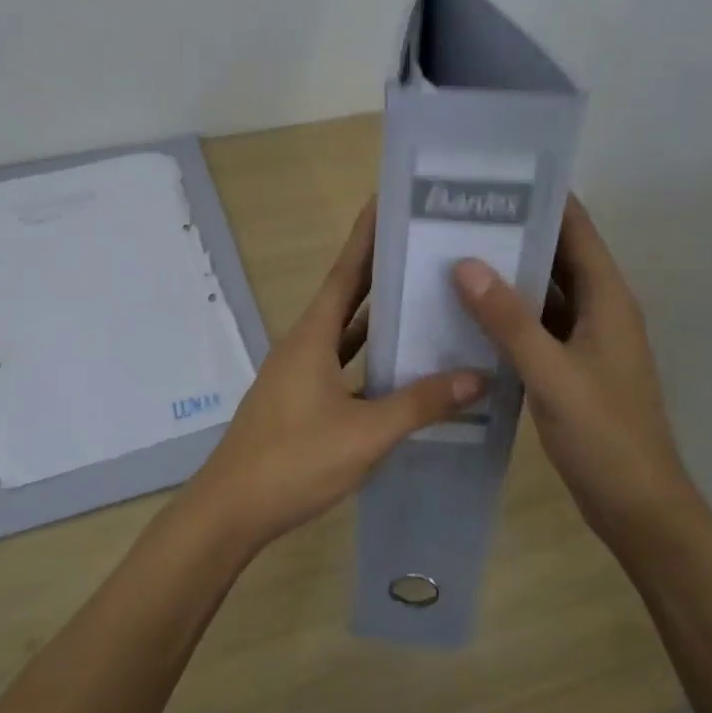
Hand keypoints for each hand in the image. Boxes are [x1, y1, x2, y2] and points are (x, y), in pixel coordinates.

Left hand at [183, 201, 485, 554]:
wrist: (232, 510)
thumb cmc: (295, 460)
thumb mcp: (366, 432)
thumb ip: (421, 402)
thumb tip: (479, 375)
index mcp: (312, 337)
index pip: (345, 272)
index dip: (366, 237)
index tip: (388, 202)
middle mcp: (303, 345)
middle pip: (347, 297)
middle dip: (381, 271)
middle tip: (423, 247)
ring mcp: (299, 375)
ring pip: (345, 335)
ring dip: (378, 318)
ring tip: (423, 299)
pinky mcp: (300, 402)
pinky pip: (342, 367)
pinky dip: (369, 361)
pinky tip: (400, 368)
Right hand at [451, 195, 688, 539]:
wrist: (638, 507)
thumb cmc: (604, 436)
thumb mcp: (552, 374)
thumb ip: (509, 320)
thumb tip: (465, 263)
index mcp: (608, 298)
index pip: (576, 229)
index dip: (541, 198)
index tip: (492, 177)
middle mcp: (599, 309)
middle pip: (556, 255)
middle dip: (512, 232)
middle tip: (455, 214)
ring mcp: (585, 340)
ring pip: (543, 292)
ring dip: (506, 274)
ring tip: (452, 252)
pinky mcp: (570, 366)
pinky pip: (535, 326)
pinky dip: (507, 315)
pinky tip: (466, 312)